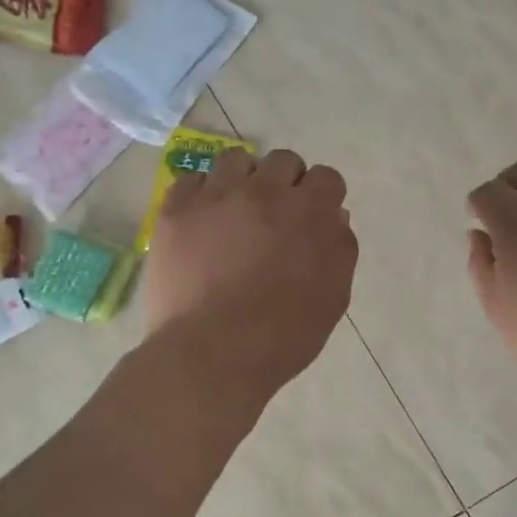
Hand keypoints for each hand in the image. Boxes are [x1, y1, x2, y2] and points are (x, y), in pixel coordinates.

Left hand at [143, 148, 356, 404]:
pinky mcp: (176, 210)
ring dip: (243, 181)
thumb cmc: (281, 337)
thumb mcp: (332, 298)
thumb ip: (340, 248)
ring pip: (236, 161)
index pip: (326, 177)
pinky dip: (199, 195)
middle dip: (285, 183)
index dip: (321, 197)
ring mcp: (216, 196)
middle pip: (283, 161)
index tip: (311, 219)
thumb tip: (333, 215)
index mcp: (309, 213)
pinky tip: (201, 223)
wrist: (210, 356)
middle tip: (274, 218)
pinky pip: (190, 180)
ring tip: (234, 213)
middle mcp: (265, 192)